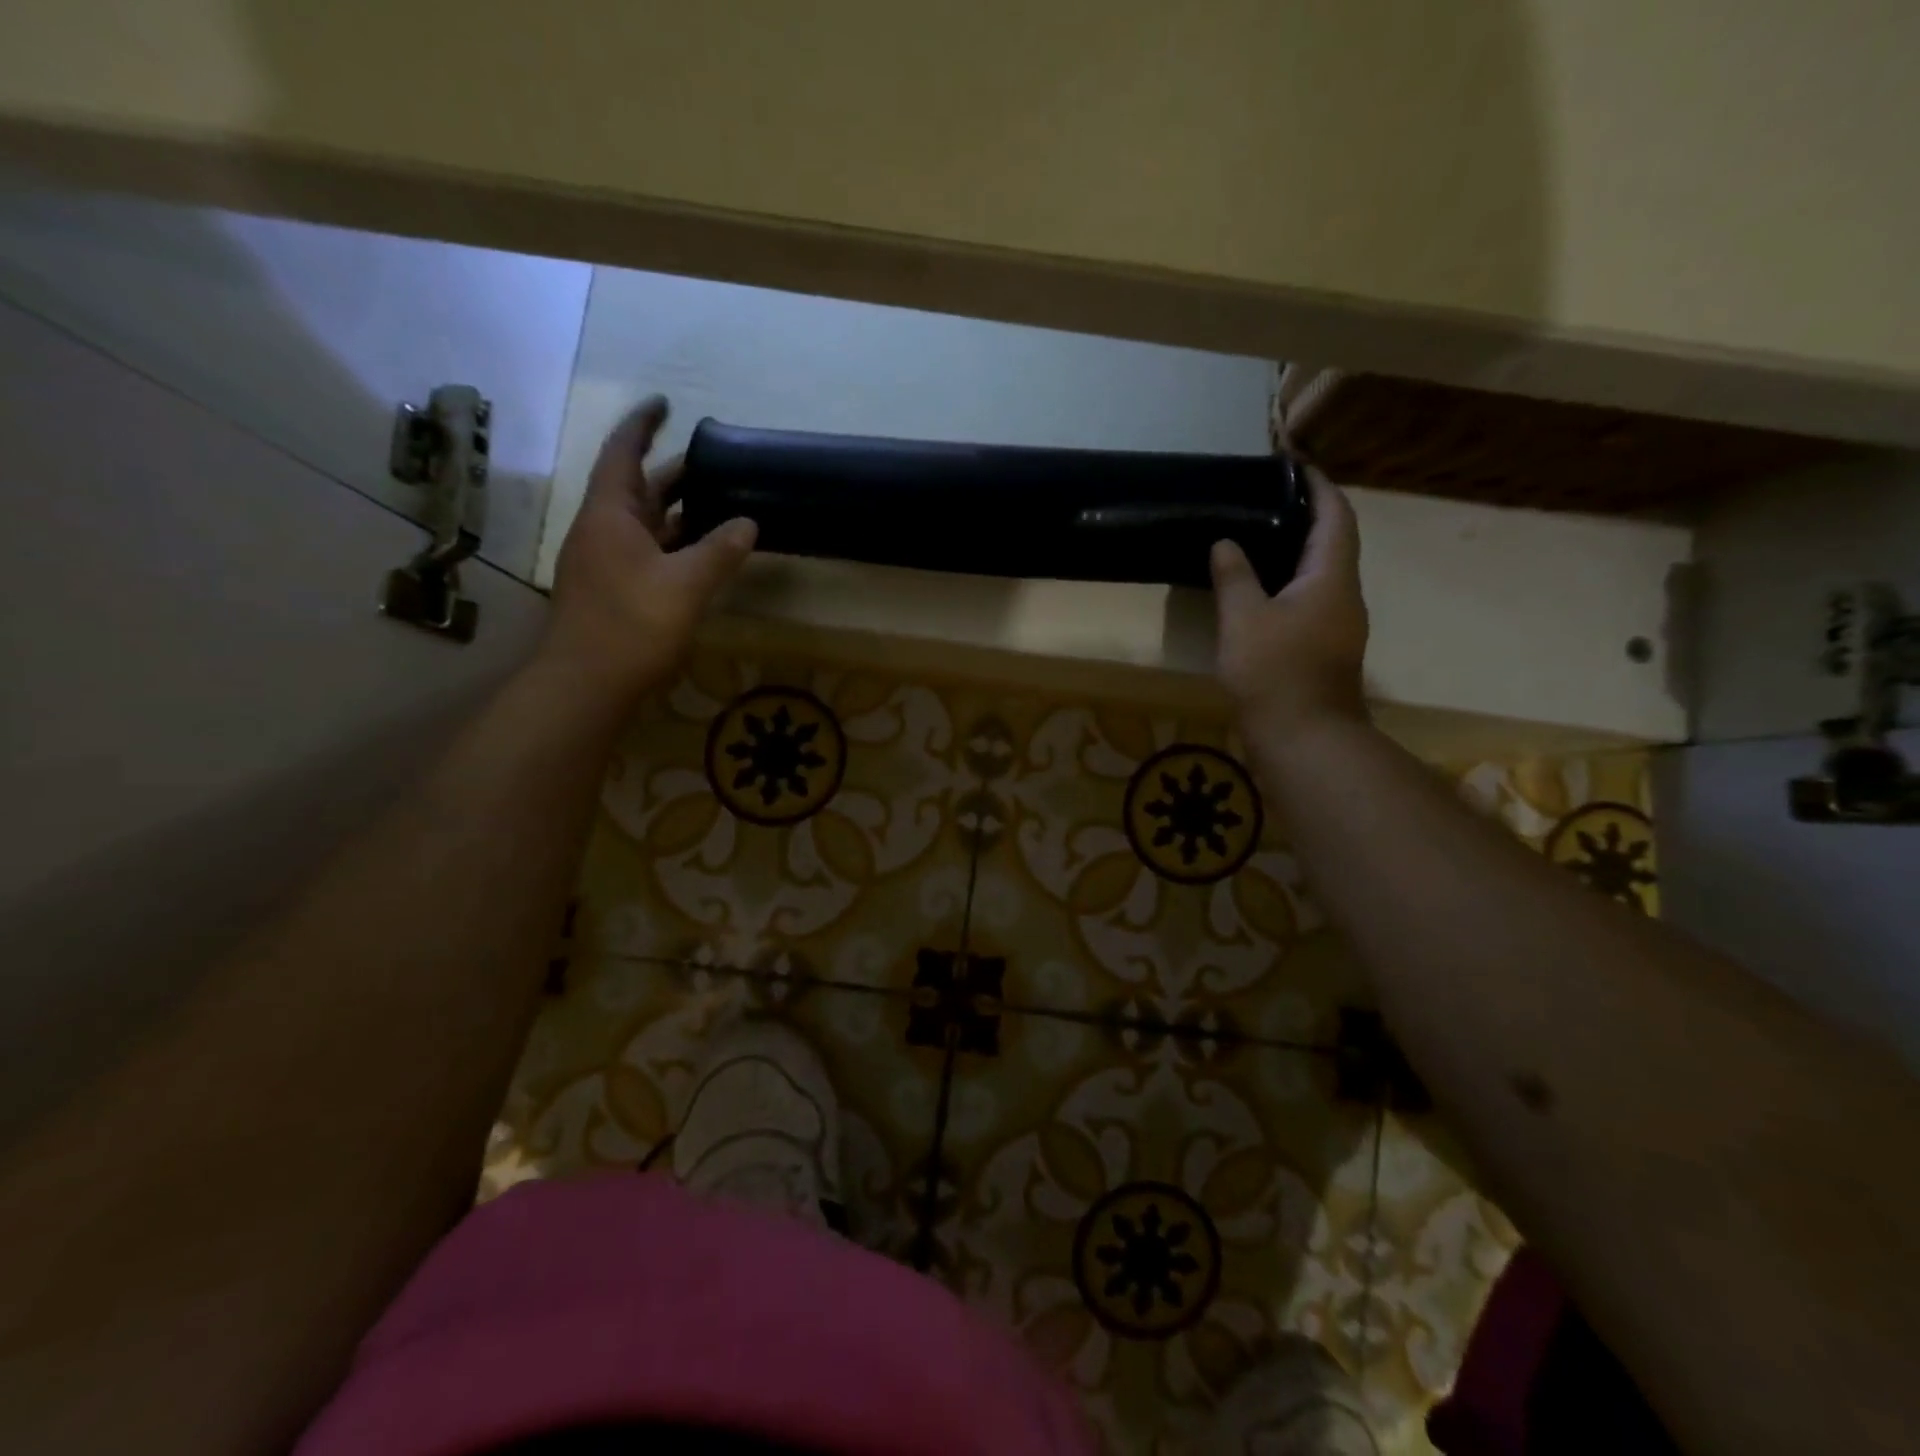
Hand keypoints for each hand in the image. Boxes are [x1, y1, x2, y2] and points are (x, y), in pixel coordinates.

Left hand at [539, 397, 756, 706]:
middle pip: (638, 488)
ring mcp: (605, 562)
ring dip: (677, 512)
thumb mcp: (686, 585)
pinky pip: (647, 552)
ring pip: (645, 523)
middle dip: (674, 472)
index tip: (666, 404)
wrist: (585, 683)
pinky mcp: (613, 590)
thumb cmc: (632, 625)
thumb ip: (720, 551)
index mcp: (611, 514)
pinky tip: (702, 554)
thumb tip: (748, 522)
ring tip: (719, 503)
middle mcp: (603, 530)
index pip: (624, 453)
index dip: (643, 425)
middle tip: (716, 464)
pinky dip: (674, 544)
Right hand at [1211, 468, 1368, 741]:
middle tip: (1267, 501)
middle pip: (1334, 543)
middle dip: (1307, 517)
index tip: (1297, 467)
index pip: (1336, 517)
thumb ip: (1234, 576)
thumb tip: (1225, 543)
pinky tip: (1261, 590)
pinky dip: (1290, 583)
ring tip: (1259, 538)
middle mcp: (1344, 595)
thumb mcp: (1243, 618)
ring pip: (1322, 575)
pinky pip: (1312, 600)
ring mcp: (1339, 625)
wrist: (1304, 738)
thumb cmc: (1275, 672)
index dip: (1320, 488)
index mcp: (1331, 577)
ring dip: (1298, 552)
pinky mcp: (1325, 649)